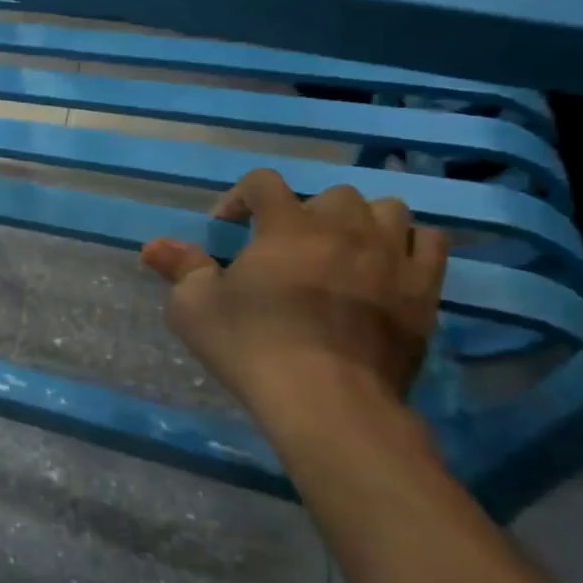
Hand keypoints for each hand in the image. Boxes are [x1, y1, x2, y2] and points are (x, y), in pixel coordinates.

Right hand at [142, 169, 448, 426]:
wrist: (328, 401)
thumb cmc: (252, 346)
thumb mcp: (195, 308)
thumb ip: (179, 268)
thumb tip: (153, 245)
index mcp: (286, 225)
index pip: (264, 181)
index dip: (240, 197)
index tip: (227, 228)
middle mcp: (343, 227)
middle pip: (331, 194)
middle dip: (305, 213)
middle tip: (287, 248)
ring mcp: (390, 256)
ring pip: (387, 209)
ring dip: (361, 222)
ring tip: (343, 251)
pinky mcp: (424, 290)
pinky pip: (430, 243)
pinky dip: (408, 245)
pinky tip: (388, 267)